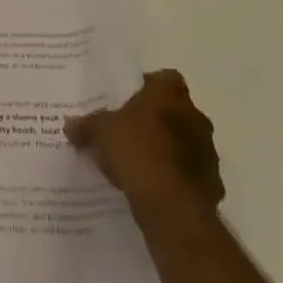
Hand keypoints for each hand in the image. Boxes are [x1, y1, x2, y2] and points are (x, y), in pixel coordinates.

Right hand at [65, 69, 224, 230]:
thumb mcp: (100, 132)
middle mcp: (196, 117)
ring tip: (140, 165)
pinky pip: (190, 176)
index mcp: (170, 94)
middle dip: (157, 121)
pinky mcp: (212, 184)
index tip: (128, 101)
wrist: (171, 204)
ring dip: (168, 151)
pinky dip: (176, 180)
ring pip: (186, 144)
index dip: (147, 87)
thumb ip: (87, 125)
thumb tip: (71, 125)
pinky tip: (155, 190)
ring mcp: (208, 152)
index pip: (164, 78)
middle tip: (129, 133)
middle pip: (176, 111)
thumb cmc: (136, 150)